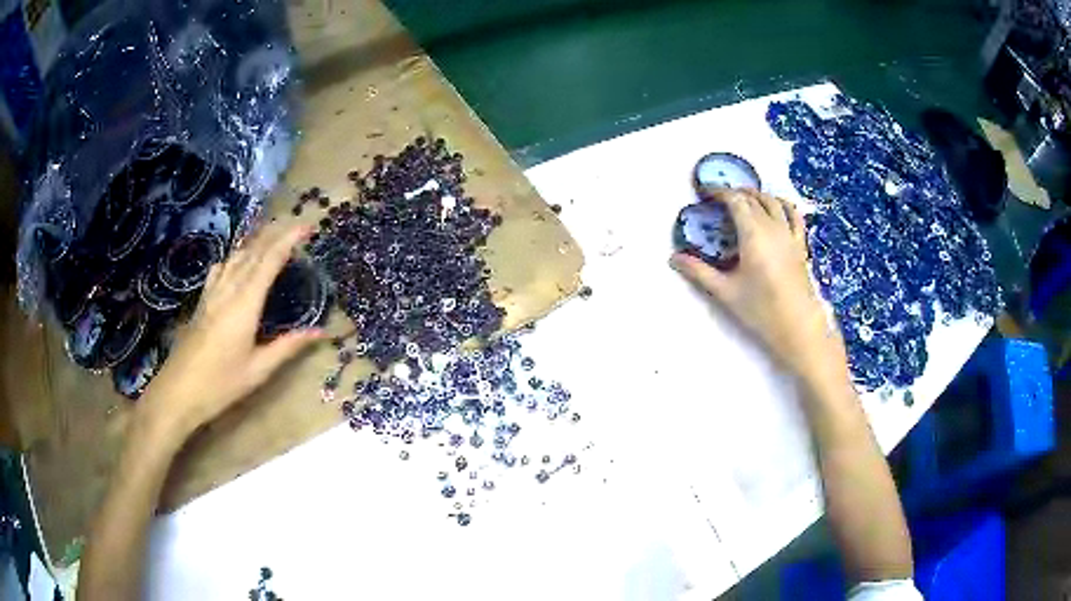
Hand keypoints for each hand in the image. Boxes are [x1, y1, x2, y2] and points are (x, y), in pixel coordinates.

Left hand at [137, 223, 324, 440]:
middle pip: (252, 251)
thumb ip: (288, 346)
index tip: (307, 226)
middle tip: (295, 224)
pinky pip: (220, 268)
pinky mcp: (202, 302)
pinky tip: (234, 260)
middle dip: (275, 233)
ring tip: (270, 233)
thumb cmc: (220, 384)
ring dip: (255, 241)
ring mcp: (212, 293)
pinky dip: (233, 256)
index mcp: (245, 303)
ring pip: (235, 256)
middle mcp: (228, 289)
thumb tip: (320, 332)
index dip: (288, 239)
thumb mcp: (258, 370)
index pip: (269, 261)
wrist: (178, 391)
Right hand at [671, 188, 845, 380]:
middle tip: (720, 198)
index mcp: (753, 234)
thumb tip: (674, 259)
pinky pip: (794, 215)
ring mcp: (790, 235)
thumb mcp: (726, 292)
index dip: (720, 192)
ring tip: (745, 198)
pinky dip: (783, 204)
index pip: (736, 201)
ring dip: (758, 195)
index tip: (706, 192)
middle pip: (754, 198)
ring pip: (774, 202)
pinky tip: (778, 207)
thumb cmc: (761, 309)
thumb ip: (699, 272)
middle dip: (736, 193)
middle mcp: (773, 227)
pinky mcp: (800, 245)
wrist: (798, 327)